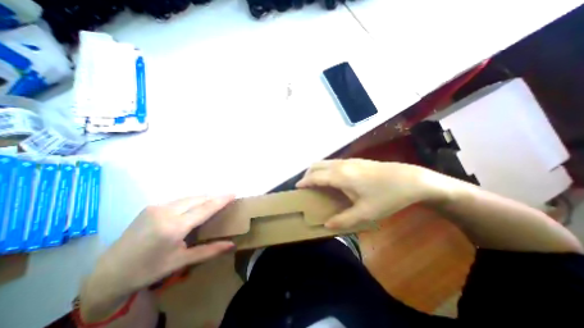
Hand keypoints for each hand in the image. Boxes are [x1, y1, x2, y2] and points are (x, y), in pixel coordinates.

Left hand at [81, 196, 233, 316]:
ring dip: (203, 198)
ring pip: (189, 197)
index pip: (205, 208)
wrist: (108, 273)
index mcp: (174, 227)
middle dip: (214, 197)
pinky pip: (179, 200)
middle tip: (226, 199)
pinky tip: (194, 207)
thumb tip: (231, 245)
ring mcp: (157, 207)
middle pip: (198, 199)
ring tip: (213, 202)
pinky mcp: (151, 206)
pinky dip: (192, 201)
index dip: (221, 200)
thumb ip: (209, 251)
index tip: (234, 193)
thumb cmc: (149, 270)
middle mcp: (166, 212)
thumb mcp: (181, 261)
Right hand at [297, 158, 447, 227]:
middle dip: (308, 174)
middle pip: (317, 165)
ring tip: (316, 183)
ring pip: (325, 162)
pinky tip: (333, 179)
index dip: (304, 182)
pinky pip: (334, 162)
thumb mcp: (365, 213)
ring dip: (317, 170)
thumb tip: (327, 225)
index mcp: (340, 176)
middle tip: (306, 187)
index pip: (315, 176)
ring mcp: (350, 161)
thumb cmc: (386, 197)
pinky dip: (326, 169)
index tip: (296, 188)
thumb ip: (343, 220)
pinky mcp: (356, 160)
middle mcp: (341, 165)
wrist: (410, 180)